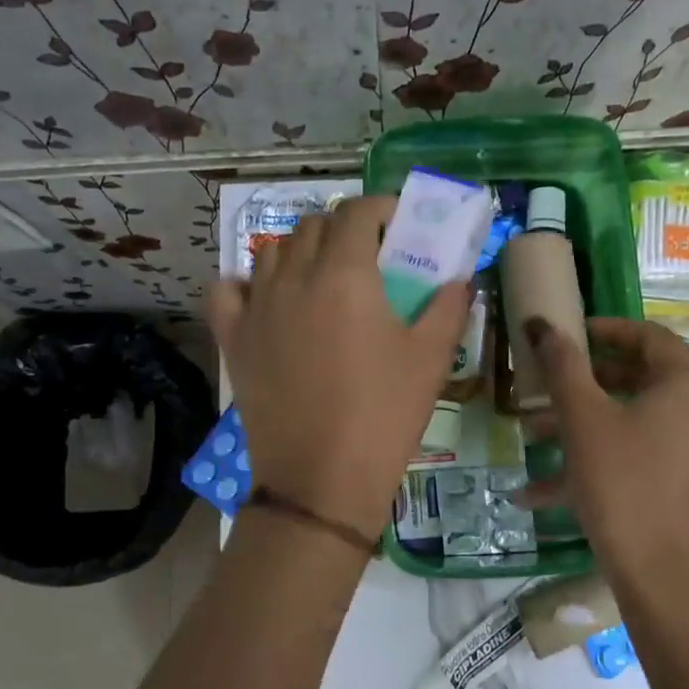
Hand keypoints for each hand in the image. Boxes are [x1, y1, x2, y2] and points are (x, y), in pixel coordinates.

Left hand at [209, 195, 470, 542]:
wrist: (321, 480)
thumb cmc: (384, 416)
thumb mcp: (432, 359)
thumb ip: (449, 306)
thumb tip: (459, 278)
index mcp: (344, 274)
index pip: (356, 212)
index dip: (381, 208)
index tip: (399, 225)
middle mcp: (293, 278)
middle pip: (313, 226)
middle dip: (344, 230)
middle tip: (370, 259)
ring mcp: (256, 308)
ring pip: (272, 252)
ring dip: (301, 251)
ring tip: (324, 279)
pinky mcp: (233, 339)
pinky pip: (229, 290)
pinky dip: (247, 283)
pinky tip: (268, 300)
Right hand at [522, 317, 688, 589]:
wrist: (660, 575)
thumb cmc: (623, 483)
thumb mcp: (584, 419)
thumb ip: (563, 365)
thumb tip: (543, 323)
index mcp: (687, 385)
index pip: (648, 336)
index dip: (604, 329)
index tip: (566, 335)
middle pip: (636, 379)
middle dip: (581, 383)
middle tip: (543, 384)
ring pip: (629, 422)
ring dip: (578, 425)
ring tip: (530, 436)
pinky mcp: (681, 483)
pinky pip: (634, 457)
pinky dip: (594, 462)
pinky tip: (538, 492)